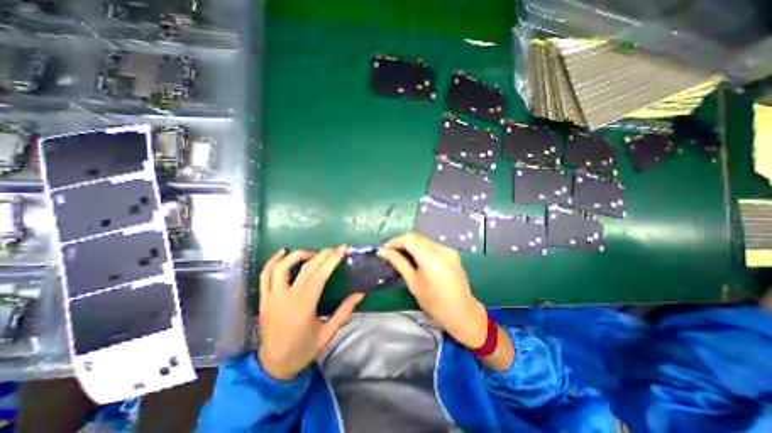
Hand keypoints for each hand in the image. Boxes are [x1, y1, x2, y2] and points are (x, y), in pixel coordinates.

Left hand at [255, 245, 364, 380]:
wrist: (273, 367)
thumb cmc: (303, 350)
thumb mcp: (328, 333)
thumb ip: (345, 311)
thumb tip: (360, 293)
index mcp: (304, 307)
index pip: (319, 275)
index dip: (332, 260)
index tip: (343, 248)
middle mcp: (286, 298)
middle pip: (305, 268)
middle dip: (322, 254)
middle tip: (334, 248)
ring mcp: (271, 297)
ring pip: (281, 267)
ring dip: (298, 255)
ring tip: (312, 253)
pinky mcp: (264, 299)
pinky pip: (265, 275)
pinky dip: (273, 261)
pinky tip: (283, 252)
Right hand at [380, 234, 487, 348]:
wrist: (462, 312)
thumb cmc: (434, 302)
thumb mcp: (413, 283)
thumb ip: (399, 263)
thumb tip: (383, 252)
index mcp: (431, 258)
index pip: (409, 239)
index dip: (394, 241)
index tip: (384, 250)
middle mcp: (441, 249)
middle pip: (416, 237)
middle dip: (401, 242)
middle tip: (389, 252)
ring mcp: (448, 249)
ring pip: (424, 240)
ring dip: (410, 244)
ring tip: (400, 255)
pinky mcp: (451, 252)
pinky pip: (431, 245)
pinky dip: (420, 248)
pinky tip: (415, 257)